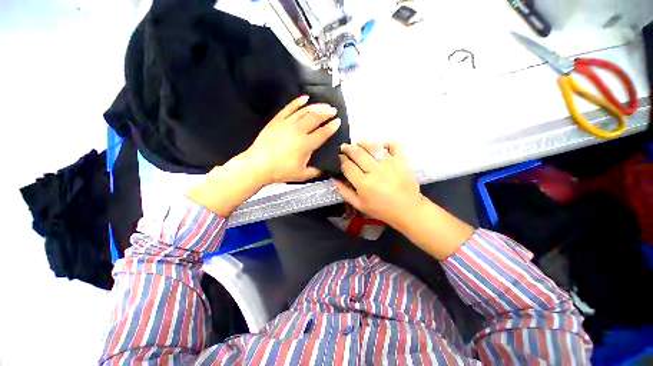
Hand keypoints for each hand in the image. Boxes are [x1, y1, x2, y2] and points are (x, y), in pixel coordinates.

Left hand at [243, 95, 340, 184]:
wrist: (257, 165)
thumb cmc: (280, 171)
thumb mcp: (301, 175)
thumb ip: (315, 171)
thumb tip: (324, 168)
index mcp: (306, 144)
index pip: (323, 132)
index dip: (332, 126)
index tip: (338, 121)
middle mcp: (298, 131)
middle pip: (315, 118)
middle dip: (327, 112)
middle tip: (333, 110)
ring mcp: (287, 123)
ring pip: (304, 111)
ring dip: (316, 106)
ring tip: (324, 105)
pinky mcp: (277, 120)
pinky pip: (289, 108)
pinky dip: (297, 102)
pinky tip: (305, 98)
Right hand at [336, 141, 474, 259]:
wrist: (408, 209)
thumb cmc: (381, 209)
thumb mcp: (359, 205)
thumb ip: (345, 192)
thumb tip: (335, 178)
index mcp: (364, 183)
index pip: (347, 165)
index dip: (341, 159)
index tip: (339, 157)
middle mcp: (375, 170)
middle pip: (357, 153)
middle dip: (348, 148)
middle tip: (344, 147)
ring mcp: (390, 163)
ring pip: (372, 146)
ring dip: (362, 143)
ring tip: (358, 144)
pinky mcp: (401, 160)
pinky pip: (393, 145)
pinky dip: (386, 143)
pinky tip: (381, 148)